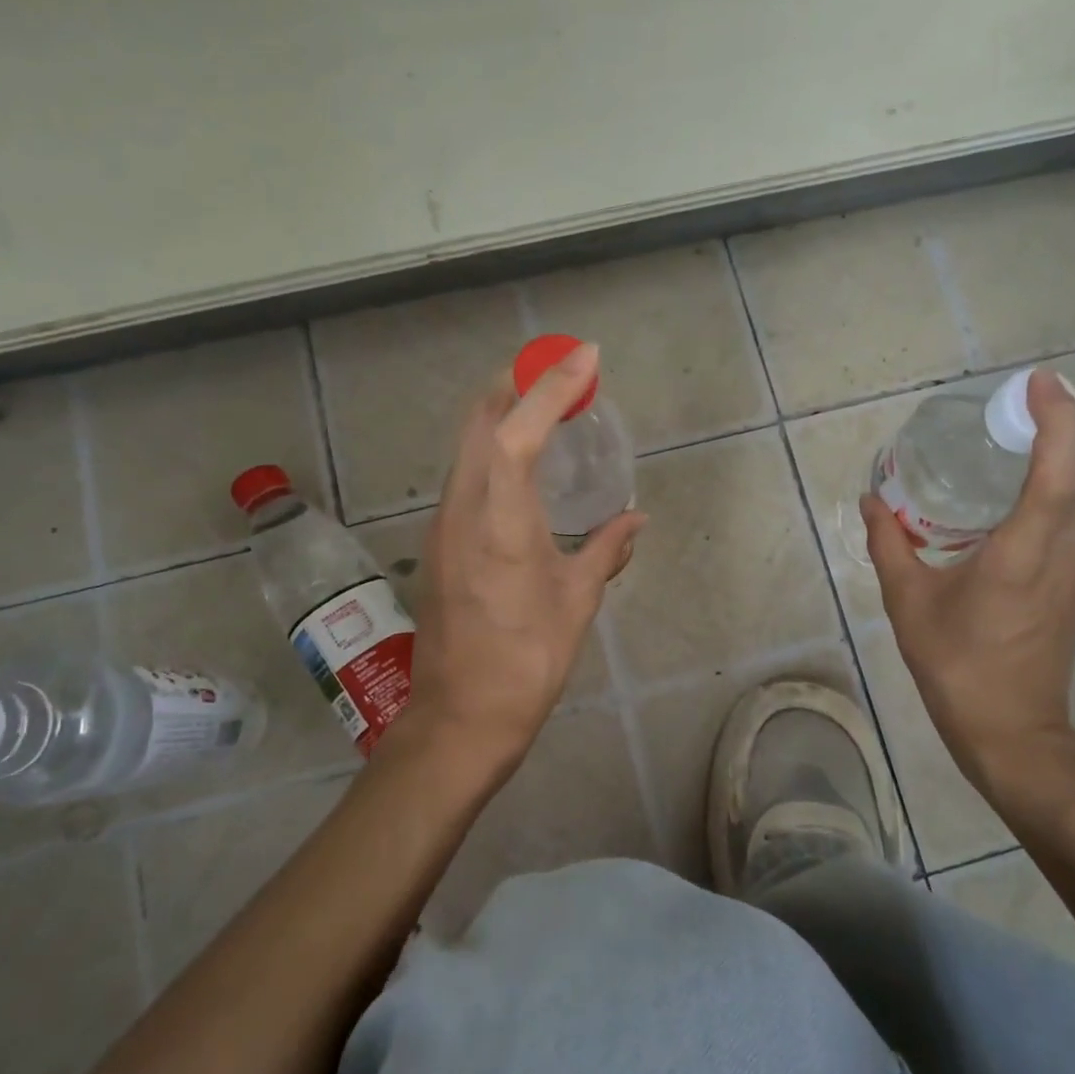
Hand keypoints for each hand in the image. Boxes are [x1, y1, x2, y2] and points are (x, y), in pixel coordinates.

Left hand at [404, 341, 645, 788]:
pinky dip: (491, 449)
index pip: (518, 431)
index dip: (551, 386)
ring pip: (466, 446)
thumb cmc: (527, 660)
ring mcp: (443, 524)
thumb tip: (635, 520)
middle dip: (515, 382)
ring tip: (544, 407)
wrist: (461, 716)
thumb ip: (607, 550)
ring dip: (501, 414)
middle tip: (558, 370)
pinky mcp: (439, 543)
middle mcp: (462, 509)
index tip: (586, 357)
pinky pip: (464, 474)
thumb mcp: (576, 602)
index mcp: (500, 520)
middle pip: (478, 422)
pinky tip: (519, 465)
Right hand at [860, 370, 1074, 807]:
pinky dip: (1050, 492)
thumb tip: (873, 500)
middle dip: (1061, 426)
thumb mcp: (908, 604)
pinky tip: (1009, 498)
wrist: (1012, 734)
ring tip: (1013, 439)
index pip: (1059, 471)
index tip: (1039, 382)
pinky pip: (1067, 522)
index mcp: (1024, 553)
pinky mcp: (1069, 587)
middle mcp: (1062, 554)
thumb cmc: (957, 667)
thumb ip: (890, 545)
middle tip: (1020, 400)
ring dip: (1058, 459)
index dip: (1058, 419)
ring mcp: (1073, 572)